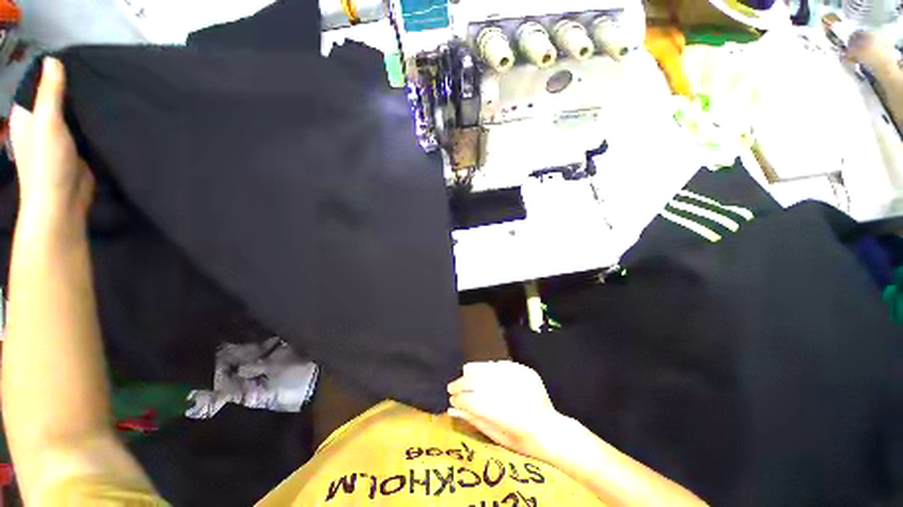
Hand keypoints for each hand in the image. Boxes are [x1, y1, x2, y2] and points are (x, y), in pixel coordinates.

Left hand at [9, 57, 93, 216]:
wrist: (62, 203)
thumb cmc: (47, 163)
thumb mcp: (47, 123)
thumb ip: (50, 93)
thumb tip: (53, 60)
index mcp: (26, 114)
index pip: (38, 85)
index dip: (54, 73)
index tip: (78, 63)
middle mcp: (39, 123)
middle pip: (55, 98)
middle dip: (72, 88)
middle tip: (96, 76)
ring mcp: (57, 137)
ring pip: (70, 112)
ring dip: (83, 105)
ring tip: (104, 91)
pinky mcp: (74, 148)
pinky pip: (82, 128)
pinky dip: (90, 120)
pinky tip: (104, 114)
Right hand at [447, 361, 567, 460]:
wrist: (553, 431)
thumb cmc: (524, 442)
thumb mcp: (498, 438)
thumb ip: (475, 420)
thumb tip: (451, 407)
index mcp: (512, 419)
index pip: (477, 403)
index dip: (461, 399)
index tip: (451, 399)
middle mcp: (518, 396)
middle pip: (482, 383)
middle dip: (463, 384)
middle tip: (452, 387)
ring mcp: (524, 381)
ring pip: (491, 370)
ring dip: (473, 371)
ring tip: (464, 374)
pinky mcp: (527, 372)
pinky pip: (502, 365)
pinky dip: (489, 367)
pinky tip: (480, 370)